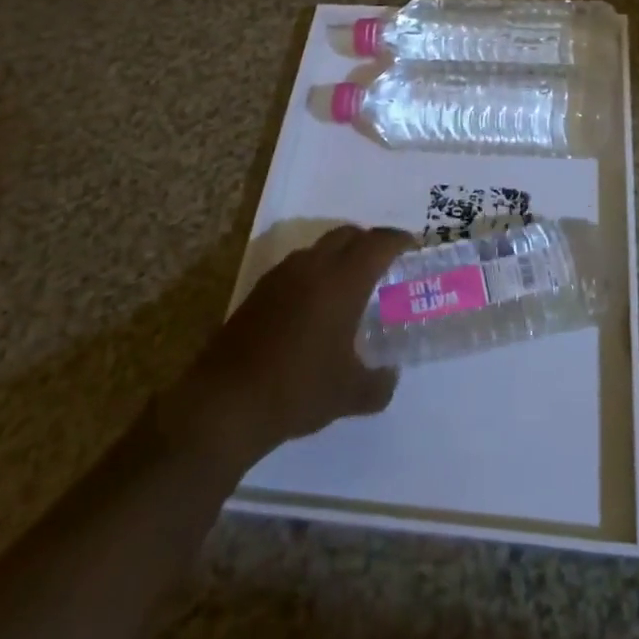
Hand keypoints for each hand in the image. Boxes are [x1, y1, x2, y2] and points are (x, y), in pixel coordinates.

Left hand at [184, 225, 413, 462]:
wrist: (226, 403)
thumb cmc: (298, 389)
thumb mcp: (349, 394)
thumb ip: (379, 383)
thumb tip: (390, 376)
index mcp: (343, 280)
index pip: (378, 243)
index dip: (398, 240)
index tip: (412, 247)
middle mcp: (313, 266)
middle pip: (348, 235)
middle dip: (369, 242)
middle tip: (384, 265)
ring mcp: (282, 275)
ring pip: (320, 248)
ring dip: (339, 256)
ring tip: (350, 286)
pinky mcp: (259, 291)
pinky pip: (297, 267)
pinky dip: (315, 273)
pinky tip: (315, 307)